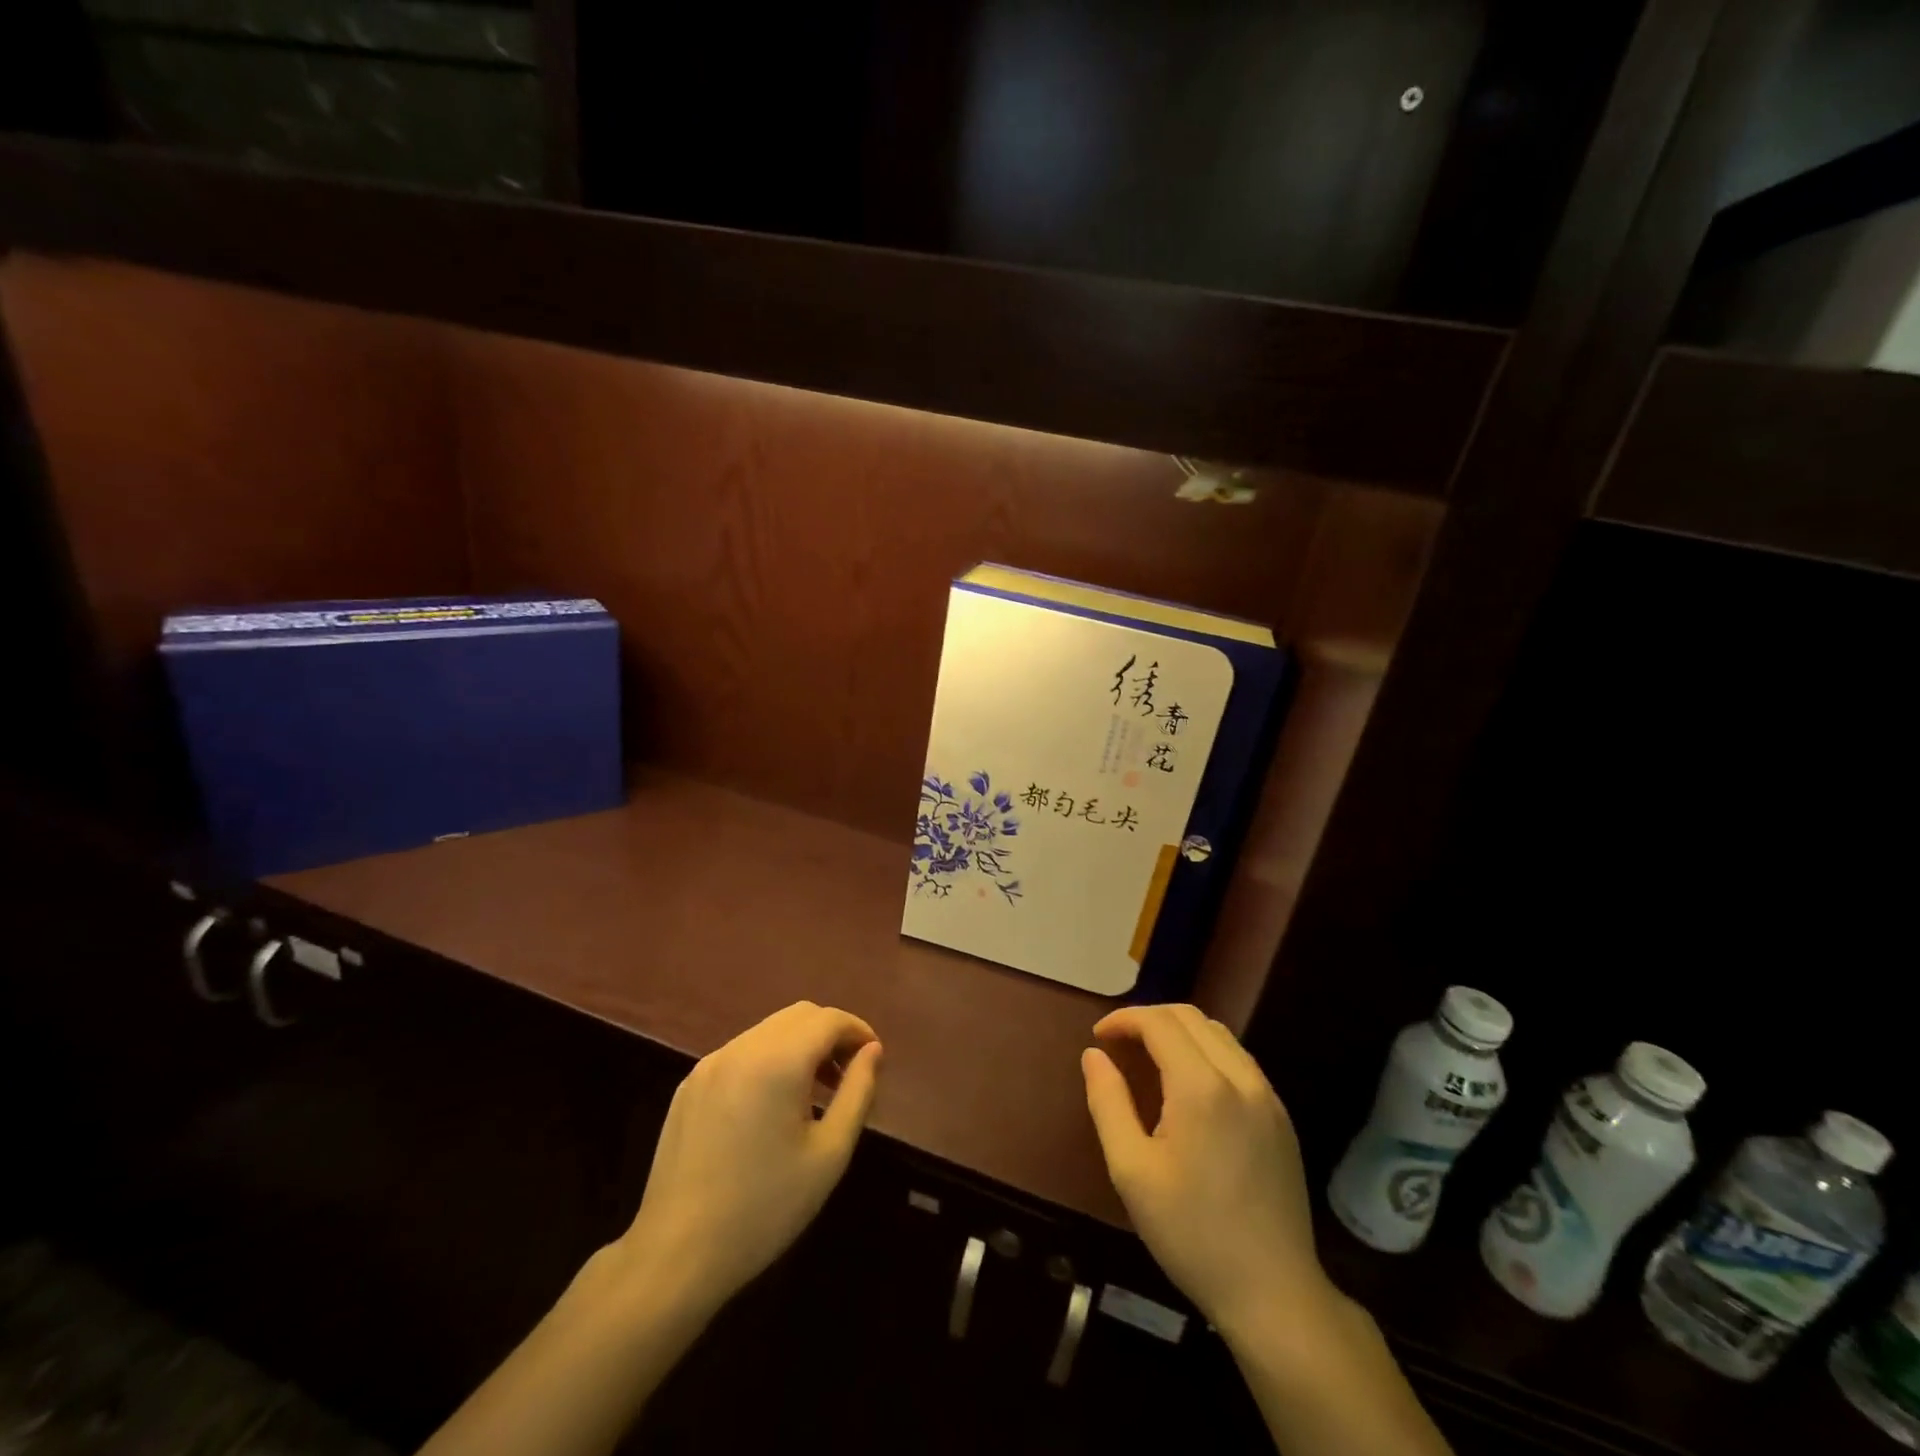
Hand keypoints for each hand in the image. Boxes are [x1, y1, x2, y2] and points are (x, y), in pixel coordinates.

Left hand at [615, 1001, 881, 1320]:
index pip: (829, 1020)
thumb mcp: (829, 1154)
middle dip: (831, 1034)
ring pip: (769, 1030)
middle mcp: (742, 1048)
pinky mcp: (691, 1084)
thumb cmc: (765, 1208)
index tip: (874, 1059)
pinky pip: (742, 1052)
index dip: (858, 1031)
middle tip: (849, 1073)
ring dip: (800, 1045)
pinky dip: (769, 1059)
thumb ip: (858, 1092)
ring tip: (815, 1092)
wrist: (676, 1255)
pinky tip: (772, 1106)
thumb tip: (873, 1051)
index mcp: (778, 1061)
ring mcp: (710, 1063)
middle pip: (800, 1016)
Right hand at [1082, 1004, 1333, 1337]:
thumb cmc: (1192, 1233)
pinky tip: (1189, 1084)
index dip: (1124, 1019)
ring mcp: (1267, 1096)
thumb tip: (1093, 1055)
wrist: (1274, 1293)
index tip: (1098, 1037)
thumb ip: (1108, 1102)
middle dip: (1149, 1019)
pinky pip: (1239, 1059)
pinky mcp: (1281, 1116)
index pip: (1159, 1022)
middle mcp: (1240, 1077)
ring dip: (1179, 1031)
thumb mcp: (1131, 1171)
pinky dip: (1206, 1051)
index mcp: (1202, 1087)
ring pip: (1218, 1033)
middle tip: (1119, 1044)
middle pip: (1190, 1017)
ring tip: (1149, 1057)